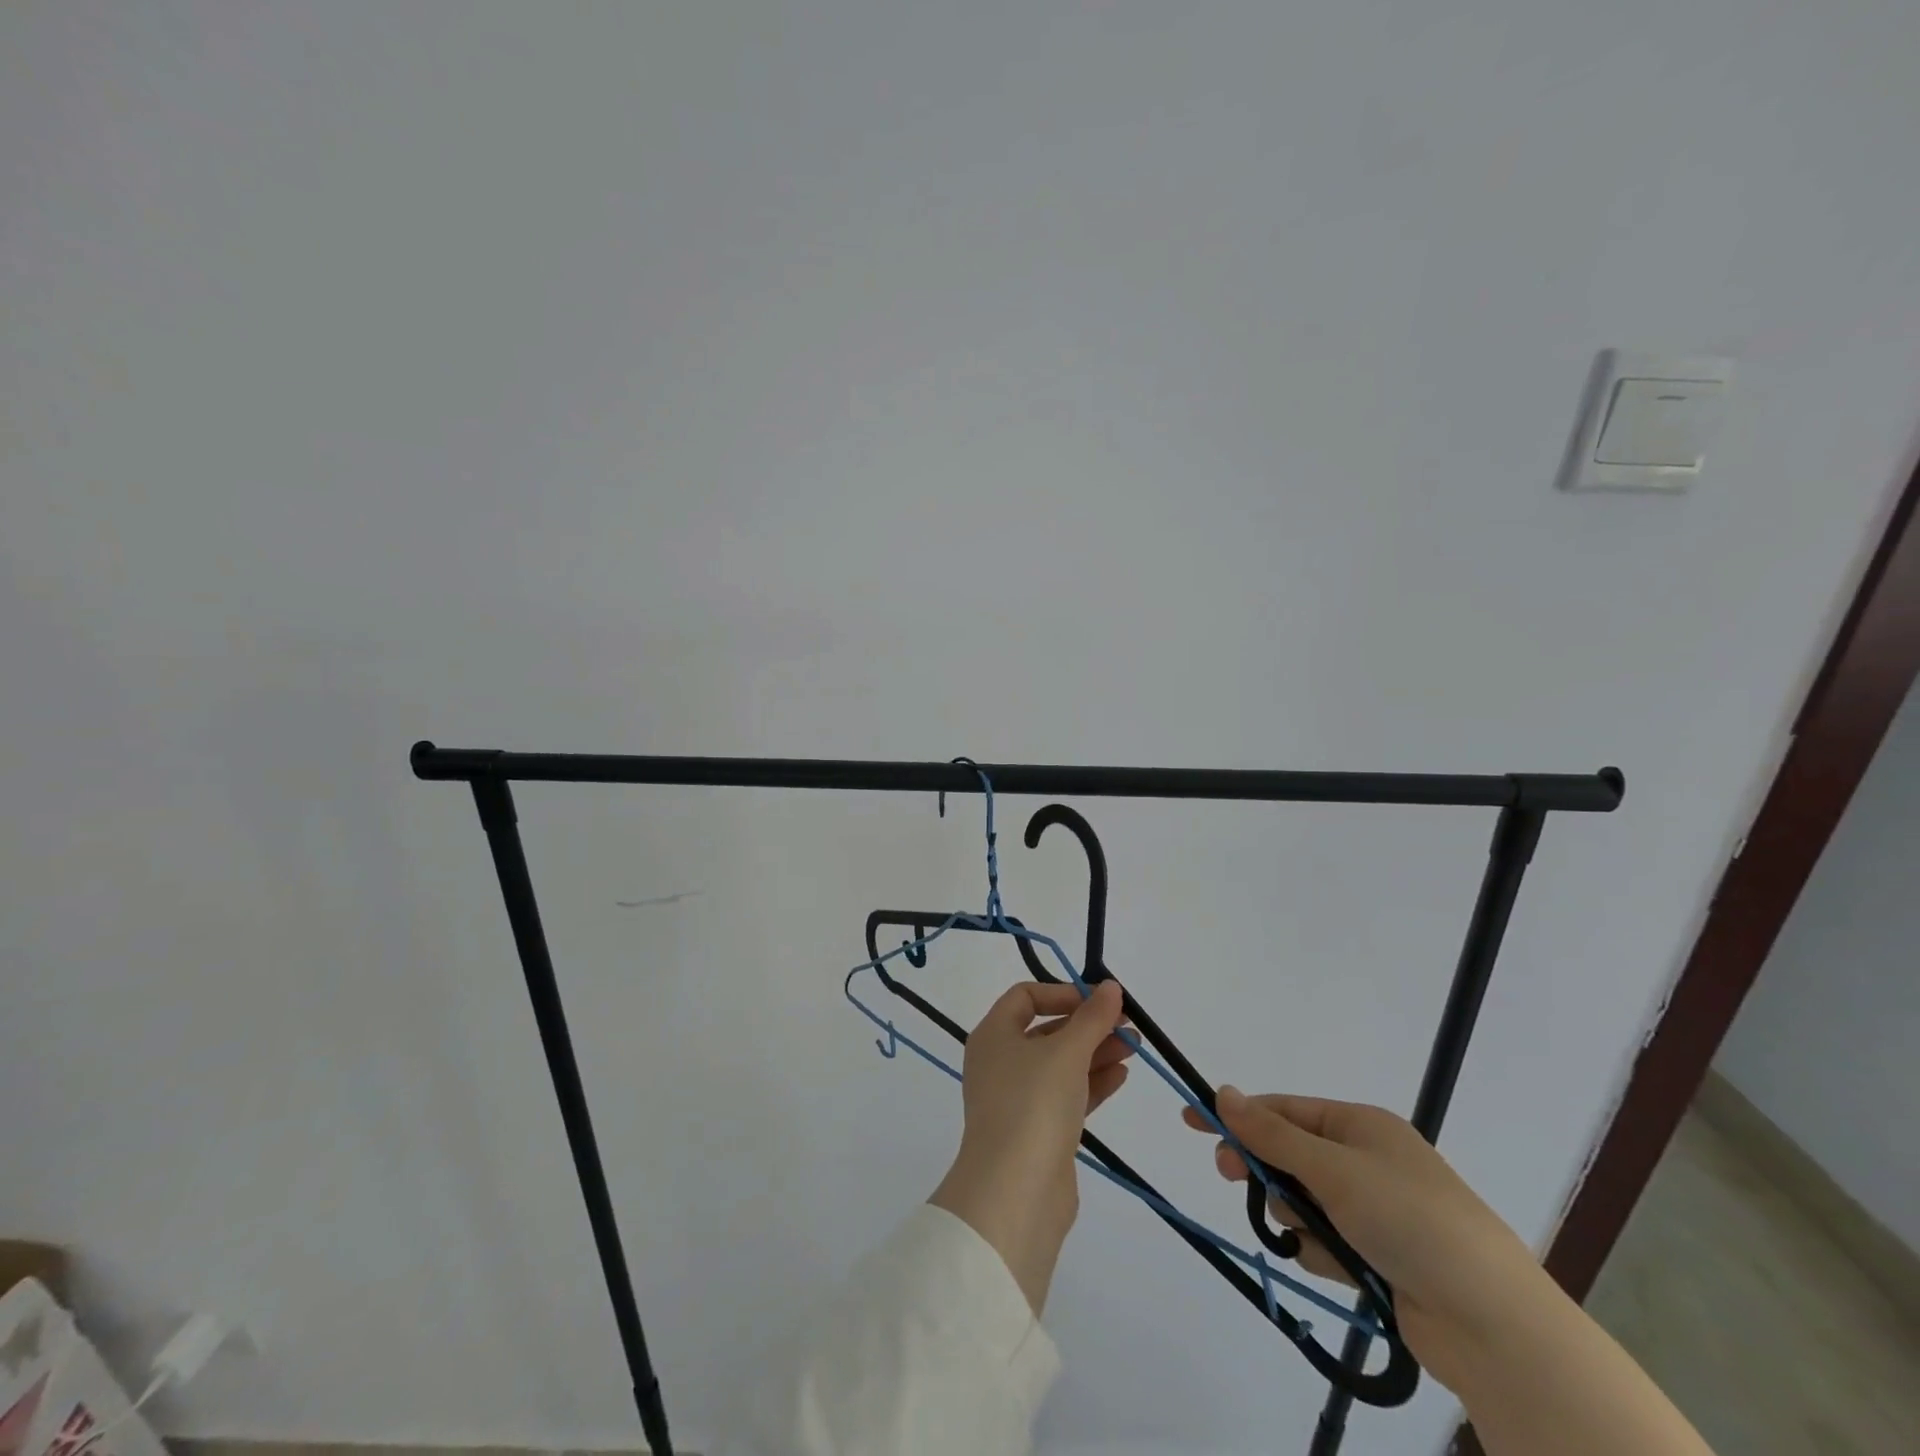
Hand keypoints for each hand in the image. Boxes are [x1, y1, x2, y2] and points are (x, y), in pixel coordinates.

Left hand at [929, 980, 1131, 1312]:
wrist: (1015, 1193)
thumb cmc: (1033, 1104)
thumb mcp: (1066, 1051)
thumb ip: (1092, 1017)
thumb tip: (1109, 986)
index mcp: (993, 1035)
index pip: (1025, 997)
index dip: (1063, 993)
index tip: (1099, 1001)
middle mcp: (1000, 1062)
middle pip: (1047, 1031)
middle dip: (1088, 1025)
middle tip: (1129, 1026)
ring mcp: (1017, 1099)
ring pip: (1061, 1064)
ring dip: (1096, 1052)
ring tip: (1136, 1047)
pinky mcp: (1037, 1131)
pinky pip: (1067, 1095)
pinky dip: (1092, 1082)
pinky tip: (1122, 1075)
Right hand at [1182, 1089, 1549, 1394]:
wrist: (1491, 1322)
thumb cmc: (1407, 1218)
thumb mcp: (1332, 1168)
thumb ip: (1271, 1134)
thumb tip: (1222, 1092)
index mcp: (1359, 1125)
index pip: (1282, 1110)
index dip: (1237, 1115)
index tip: (1191, 1123)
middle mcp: (1366, 1160)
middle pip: (1290, 1154)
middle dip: (1264, 1169)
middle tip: (1230, 1177)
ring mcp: (1375, 1209)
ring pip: (1304, 1201)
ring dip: (1296, 1216)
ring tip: (1317, 1239)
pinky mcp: (1380, 1255)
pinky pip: (1327, 1240)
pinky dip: (1323, 1251)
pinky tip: (1342, 1268)